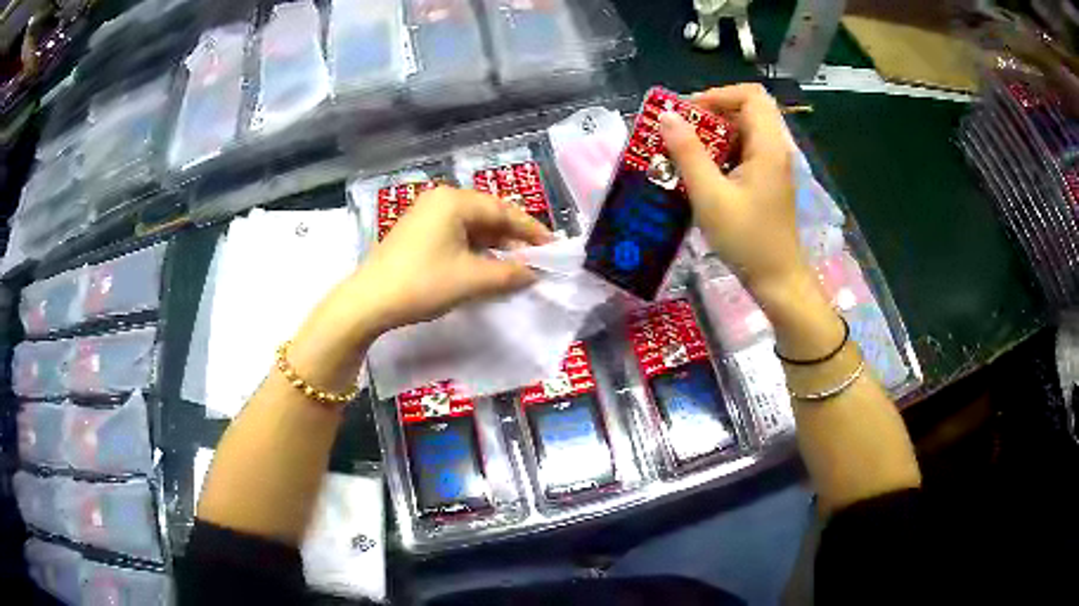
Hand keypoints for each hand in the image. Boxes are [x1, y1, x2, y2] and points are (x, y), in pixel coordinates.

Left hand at [350, 187, 552, 332]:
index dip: (531, 230)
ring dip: (494, 246)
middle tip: (537, 259)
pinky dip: (474, 250)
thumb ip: (509, 274)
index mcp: (454, 201)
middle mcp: (440, 200)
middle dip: (513, 238)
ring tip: (516, 266)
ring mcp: (425, 214)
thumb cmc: (423, 284)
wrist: (369, 301)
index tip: (554, 247)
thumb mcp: (471, 280)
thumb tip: (534, 274)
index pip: (503, 210)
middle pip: (487, 215)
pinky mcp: (417, 232)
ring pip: (471, 226)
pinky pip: (455, 234)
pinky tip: (486, 266)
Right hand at [659, 84, 806, 296]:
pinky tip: (701, 170)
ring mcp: (773, 165)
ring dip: (714, 133)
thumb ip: (688, 153)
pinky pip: (745, 151)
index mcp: (768, 146)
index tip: (688, 112)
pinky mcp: (768, 181)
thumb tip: (667, 116)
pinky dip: (722, 151)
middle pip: (747, 109)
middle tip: (681, 129)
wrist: (777, 280)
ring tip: (684, 148)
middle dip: (711, 112)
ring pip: (745, 130)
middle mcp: (775, 149)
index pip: (750, 95)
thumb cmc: (746, 240)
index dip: (718, 95)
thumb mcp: (710, 196)